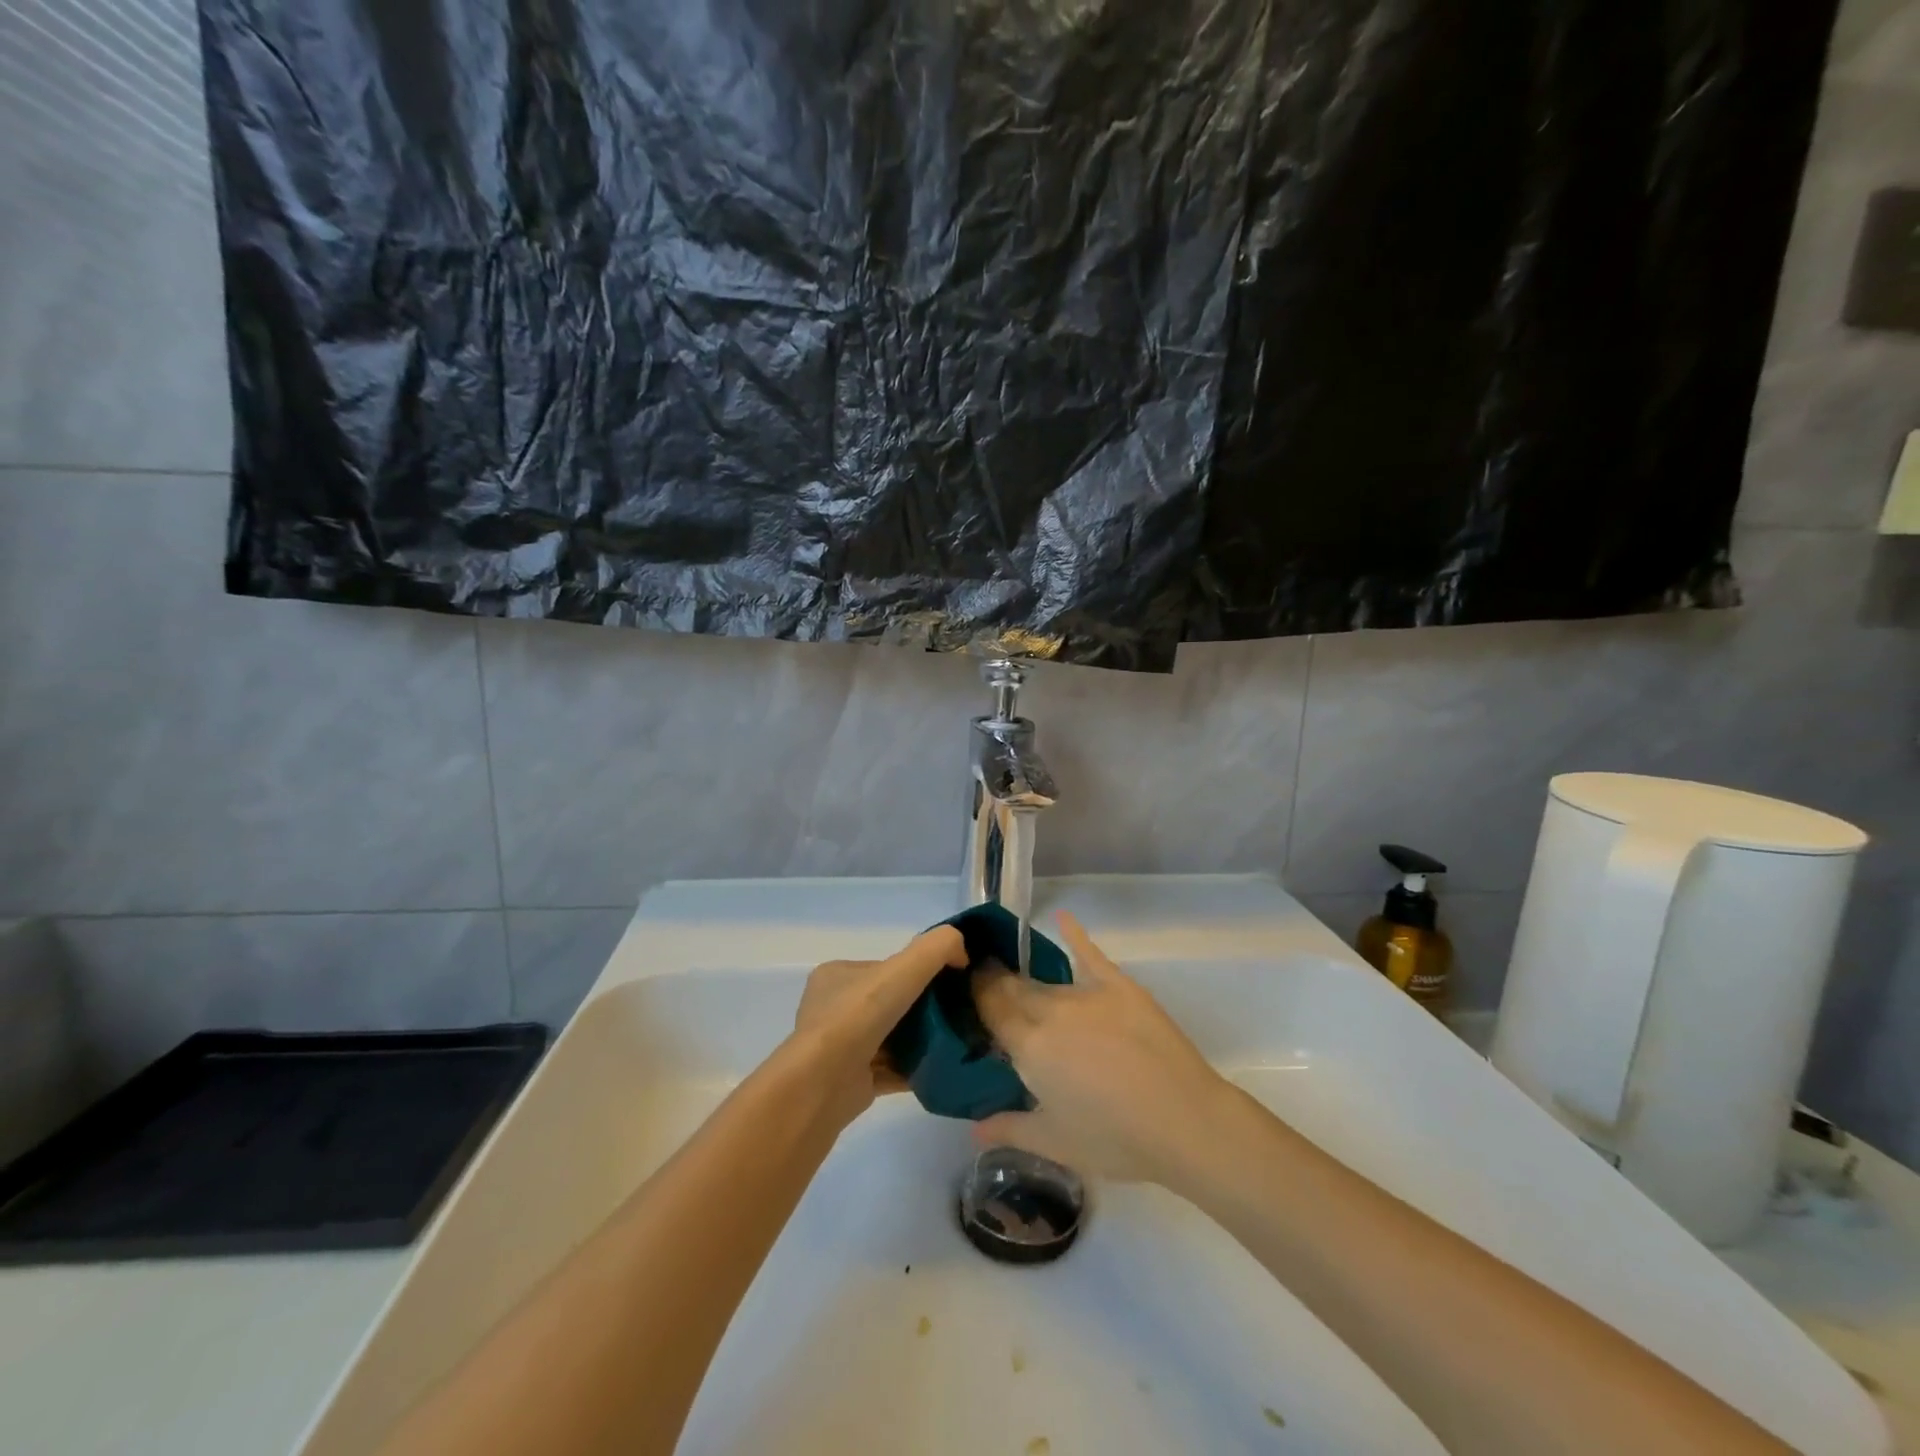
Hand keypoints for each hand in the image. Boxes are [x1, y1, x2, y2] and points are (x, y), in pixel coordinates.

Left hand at [790, 925, 968, 1127]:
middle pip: (889, 1002)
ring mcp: (839, 1047)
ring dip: (918, 1040)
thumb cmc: (858, 1017)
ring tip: (953, 1040)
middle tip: (954, 1014)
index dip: (917, 973)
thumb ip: (936, 948)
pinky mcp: (851, 1081)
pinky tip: (939, 1068)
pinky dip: (913, 1068)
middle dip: (920, 1008)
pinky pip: (890, 1069)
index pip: (885, 969)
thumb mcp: (903, 968)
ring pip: (889, 1037)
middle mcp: (833, 1008)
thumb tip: (962, 953)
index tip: (947, 984)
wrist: (823, 1085)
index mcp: (837, 975)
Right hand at [972, 912, 1231, 1184]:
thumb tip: (974, 1127)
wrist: (1183, 1121)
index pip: (990, 1009)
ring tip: (1014, 972)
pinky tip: (1062, 917)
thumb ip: (1009, 1128)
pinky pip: (1089, 954)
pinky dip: (1074, 934)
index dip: (974, 995)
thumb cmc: (1115, 1140)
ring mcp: (1086, 994)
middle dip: (994, 981)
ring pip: (1045, 981)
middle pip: (1013, 988)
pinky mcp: (1119, 986)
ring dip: (1027, 977)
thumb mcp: (1055, 1143)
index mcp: (1030, 1047)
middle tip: (982, 979)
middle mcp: (1050, 1011)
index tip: (961, 986)